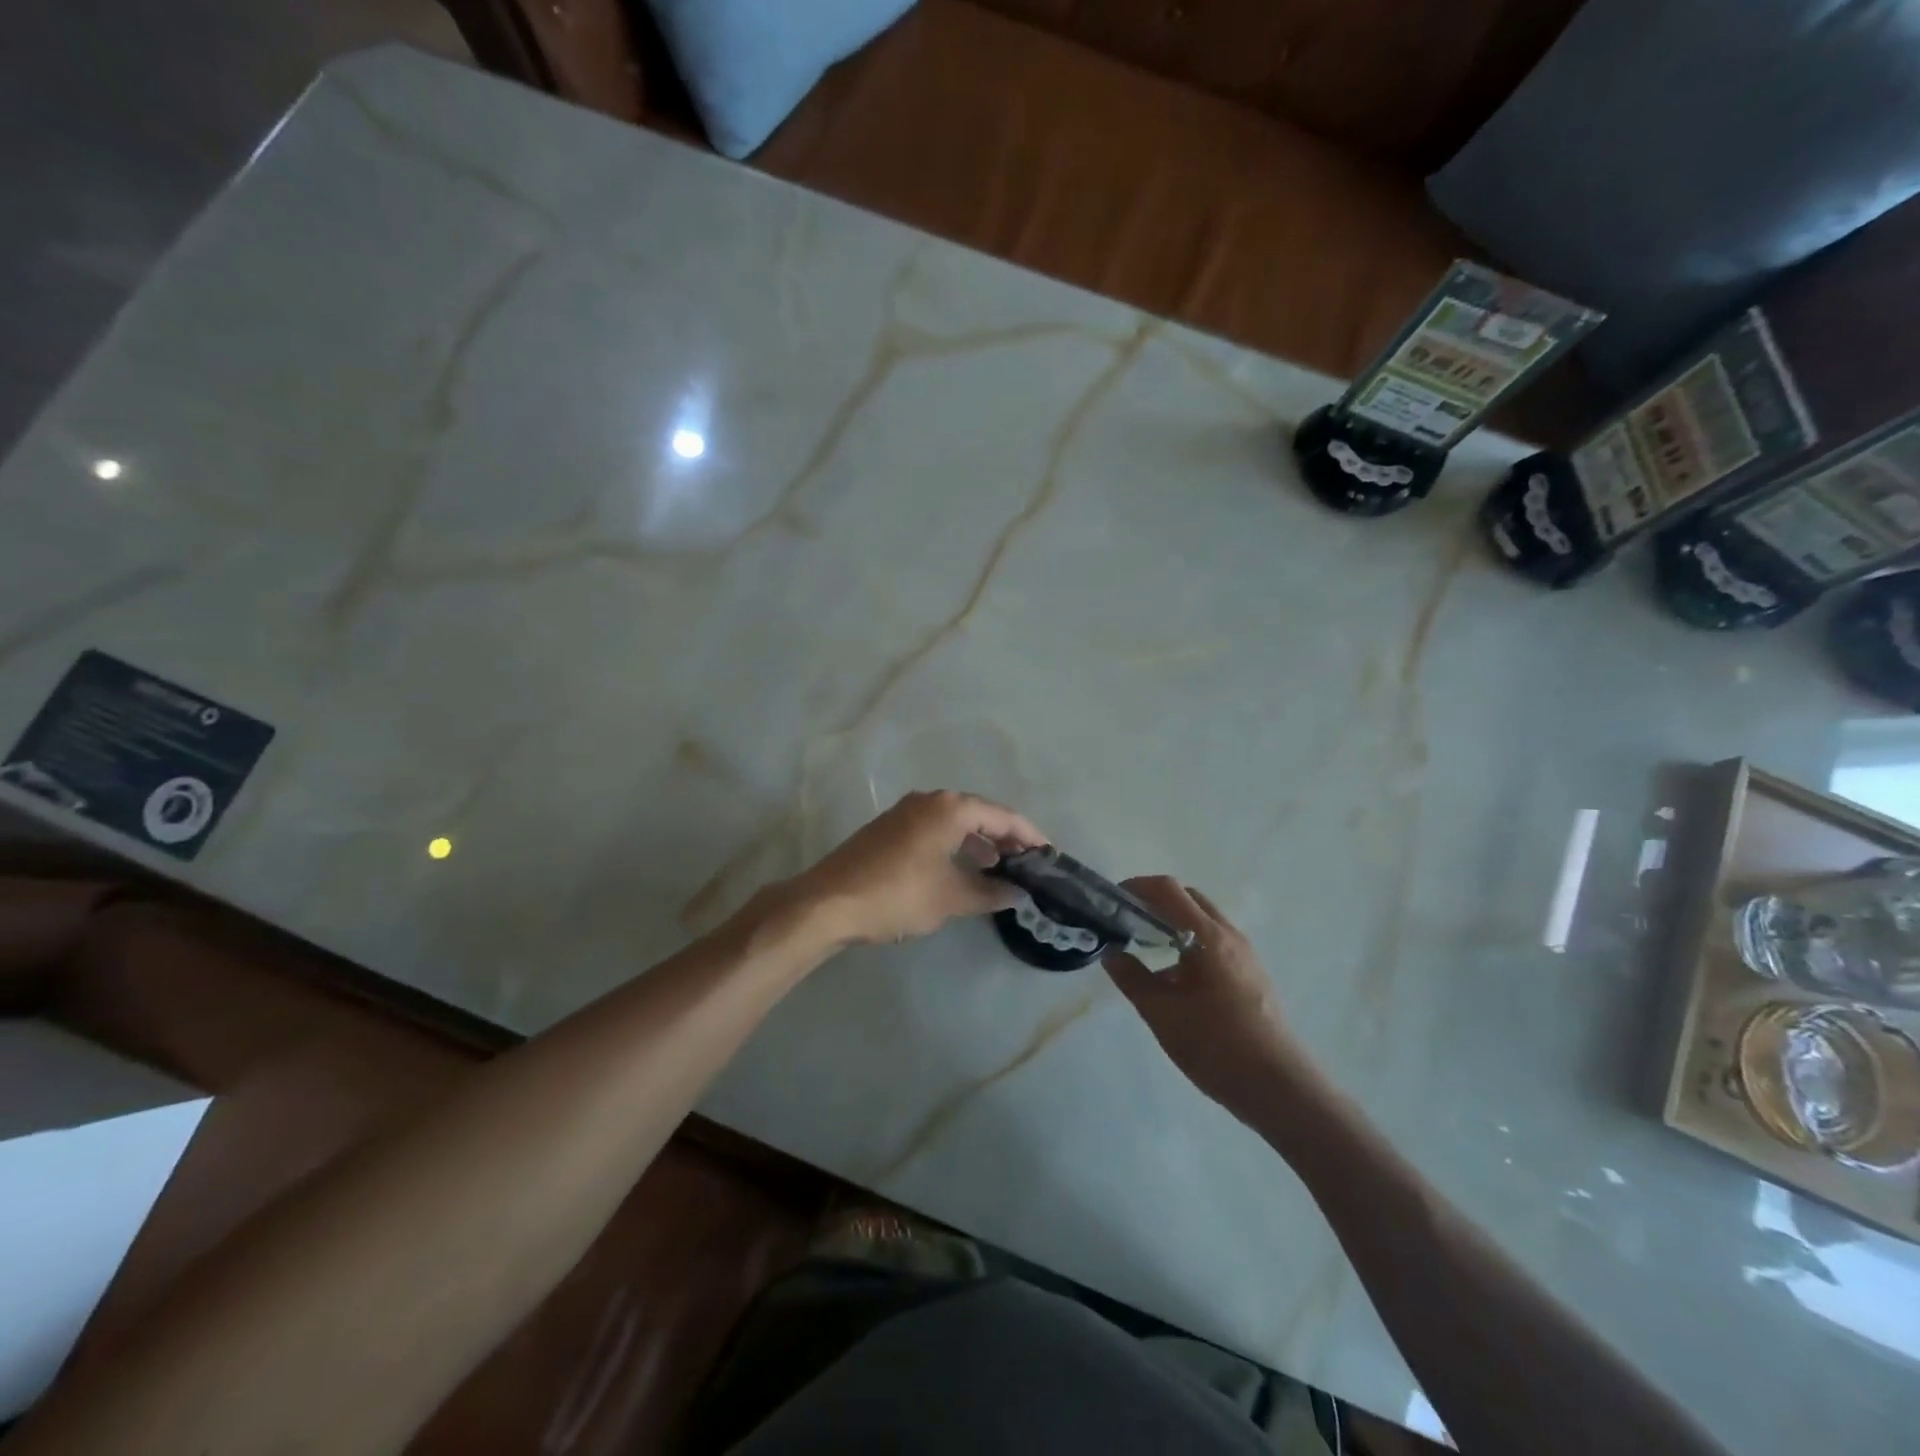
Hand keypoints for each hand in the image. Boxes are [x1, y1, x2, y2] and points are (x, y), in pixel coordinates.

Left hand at [788, 790, 1045, 946]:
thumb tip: (1018, 893)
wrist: (828, 903)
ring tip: (1000, 867)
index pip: (1002, 815)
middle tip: (1028, 862)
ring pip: (955, 821)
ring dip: (979, 841)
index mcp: (949, 808)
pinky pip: (935, 829)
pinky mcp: (889, 829)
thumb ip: (989, 892)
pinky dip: (955, 845)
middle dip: (1005, 837)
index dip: (1029, 835)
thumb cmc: (898, 895)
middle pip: (979, 813)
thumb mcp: (951, 898)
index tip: (1049, 855)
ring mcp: (905, 813)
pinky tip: (961, 869)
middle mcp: (929, 801)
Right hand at [1103, 878, 1312, 1123]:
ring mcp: (1245, 955)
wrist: (1280, 1088)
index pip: (1168, 890)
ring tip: (1146, 948)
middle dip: (1155, 901)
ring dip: (1173, 922)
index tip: (1112, 900)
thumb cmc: (1216, 1047)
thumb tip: (1111, 953)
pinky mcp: (1252, 975)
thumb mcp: (1162, 1015)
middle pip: (1188, 898)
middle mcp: (1230, 936)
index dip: (1137, 886)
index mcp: (1208, 937)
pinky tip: (1175, 977)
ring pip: (1204, 921)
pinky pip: (1215, 942)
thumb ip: (1132, 979)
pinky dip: (1190, 942)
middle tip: (1126, 921)